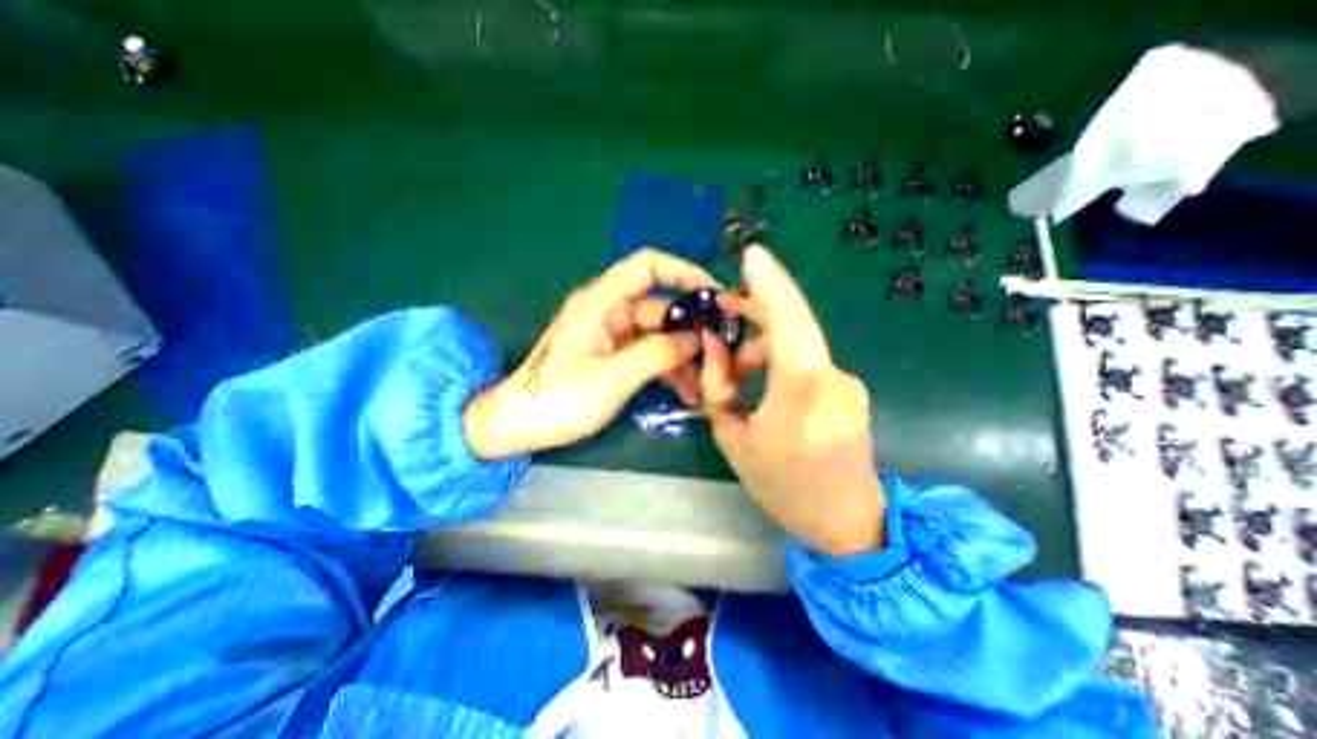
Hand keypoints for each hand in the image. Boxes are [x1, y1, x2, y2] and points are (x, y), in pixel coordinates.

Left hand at [468, 252, 719, 457]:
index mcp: (602, 302)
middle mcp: (609, 311)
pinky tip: (684, 390)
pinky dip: (666, 367)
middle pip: (660, 307)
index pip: (648, 266)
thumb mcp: (614, 377)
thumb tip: (696, 339)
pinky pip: (648, 352)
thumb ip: (658, 354)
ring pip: (658, 334)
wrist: (519, 425)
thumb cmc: (560, 398)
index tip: (714, 296)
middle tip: (719, 355)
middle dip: (690, 330)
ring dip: (681, 356)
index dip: (684, 272)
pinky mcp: (612, 355)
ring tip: (703, 385)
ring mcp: (611, 334)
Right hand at [698, 244, 884, 557]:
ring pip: (796, 347)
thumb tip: (713, 345)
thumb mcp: (733, 438)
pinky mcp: (849, 389)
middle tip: (721, 317)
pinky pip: (807, 363)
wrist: (846, 521)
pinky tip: (760, 387)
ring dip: (762, 350)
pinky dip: (779, 364)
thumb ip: (719, 387)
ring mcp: (847, 382)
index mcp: (803, 389)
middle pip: (791, 327)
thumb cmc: (783, 486)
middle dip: (755, 313)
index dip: (770, 283)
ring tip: (734, 375)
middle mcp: (833, 377)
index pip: (789, 320)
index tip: (752, 254)